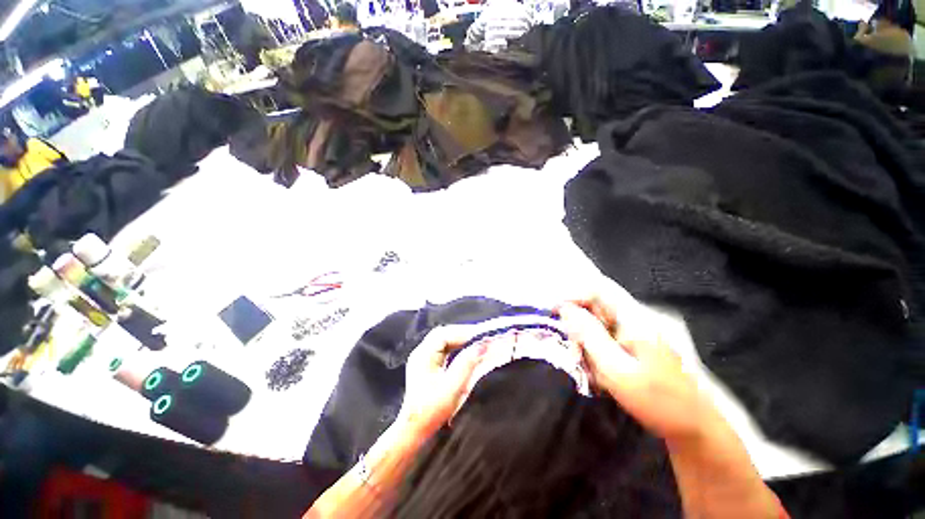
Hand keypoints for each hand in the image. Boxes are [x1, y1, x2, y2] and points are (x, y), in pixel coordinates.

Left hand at [397, 326, 487, 439]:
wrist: (414, 429)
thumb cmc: (432, 410)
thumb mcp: (453, 387)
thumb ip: (467, 363)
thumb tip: (483, 345)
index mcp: (424, 355)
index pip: (444, 334)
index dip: (463, 332)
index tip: (481, 334)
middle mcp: (421, 352)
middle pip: (443, 334)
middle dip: (462, 333)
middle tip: (480, 336)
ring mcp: (422, 358)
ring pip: (443, 341)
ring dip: (459, 339)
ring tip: (475, 341)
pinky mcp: (426, 365)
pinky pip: (442, 349)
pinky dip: (455, 346)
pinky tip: (464, 350)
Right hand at [556, 296, 721, 441]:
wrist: (694, 429)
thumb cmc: (657, 400)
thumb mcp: (617, 369)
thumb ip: (589, 335)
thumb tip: (565, 308)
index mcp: (632, 319)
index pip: (595, 291)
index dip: (571, 298)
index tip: (553, 315)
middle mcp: (632, 321)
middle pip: (593, 310)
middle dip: (577, 328)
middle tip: (573, 354)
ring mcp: (634, 335)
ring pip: (597, 328)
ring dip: (586, 346)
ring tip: (590, 372)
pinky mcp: (634, 349)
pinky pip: (605, 343)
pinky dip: (596, 356)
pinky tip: (599, 377)